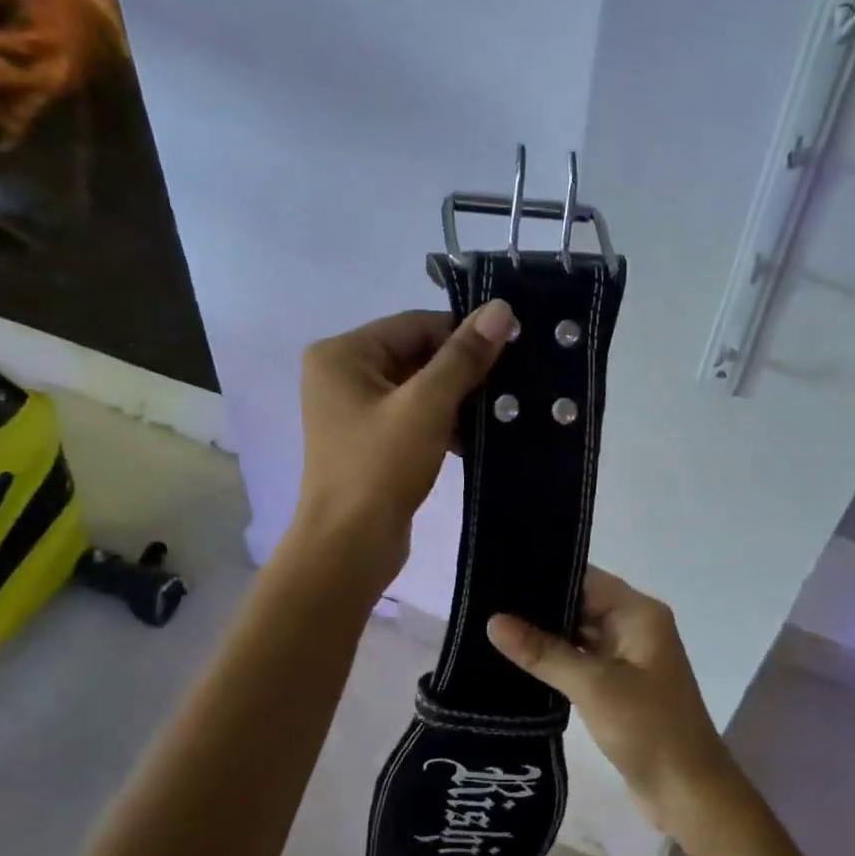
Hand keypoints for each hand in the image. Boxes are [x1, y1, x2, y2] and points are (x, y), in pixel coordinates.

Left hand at [294, 301, 514, 586]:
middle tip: (512, 382)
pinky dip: (443, 423)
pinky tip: (477, 437)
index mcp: (343, 354)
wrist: (349, 546)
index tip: (511, 348)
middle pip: (416, 354)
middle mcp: (342, 374)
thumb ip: (464, 356)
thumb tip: (501, 308)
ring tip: (501, 411)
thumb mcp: (427, 406)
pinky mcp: (370, 441)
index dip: (463, 333)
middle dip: (462, 370)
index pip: (416, 324)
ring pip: (419, 388)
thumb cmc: (380, 467)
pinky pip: (413, 416)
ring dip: (457, 399)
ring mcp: (354, 411)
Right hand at [487, 569, 737, 835]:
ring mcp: (626, 658)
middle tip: (482, 602)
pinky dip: (552, 660)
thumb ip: (544, 652)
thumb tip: (493, 621)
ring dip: (541, 634)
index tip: (497, 573)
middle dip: (536, 605)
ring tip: (487, 626)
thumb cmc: (649, 729)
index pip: (585, 578)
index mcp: (638, 614)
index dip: (543, 574)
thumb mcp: (594, 686)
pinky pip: (579, 661)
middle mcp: (633, 627)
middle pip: (579, 603)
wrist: (688, 794)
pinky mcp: (616, 685)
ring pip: (576, 634)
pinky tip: (514, 660)